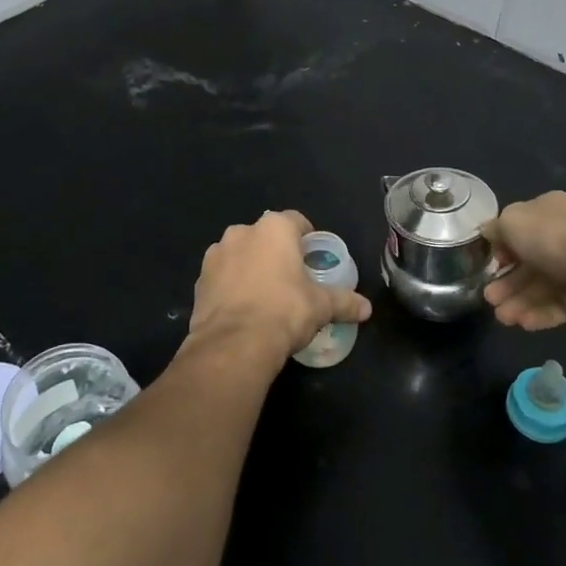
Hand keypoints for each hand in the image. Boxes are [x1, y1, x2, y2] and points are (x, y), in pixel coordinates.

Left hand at [188, 211, 370, 361]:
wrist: (233, 344)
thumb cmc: (284, 311)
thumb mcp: (321, 307)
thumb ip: (344, 302)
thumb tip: (366, 308)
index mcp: (274, 228)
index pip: (296, 221)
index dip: (306, 238)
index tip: (312, 259)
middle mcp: (242, 232)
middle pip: (266, 236)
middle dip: (276, 253)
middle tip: (291, 279)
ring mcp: (216, 254)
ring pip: (240, 254)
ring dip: (250, 267)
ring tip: (264, 296)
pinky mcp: (200, 279)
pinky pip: (222, 276)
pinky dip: (231, 286)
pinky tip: (242, 310)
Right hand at [483, 191, 565, 331]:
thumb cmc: (553, 237)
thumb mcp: (512, 222)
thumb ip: (495, 229)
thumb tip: (488, 233)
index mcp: (546, 211)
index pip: (518, 229)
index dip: (501, 248)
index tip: (489, 264)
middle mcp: (562, 236)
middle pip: (527, 263)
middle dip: (506, 282)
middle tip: (489, 299)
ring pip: (542, 287)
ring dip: (519, 302)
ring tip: (503, 318)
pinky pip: (560, 304)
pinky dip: (541, 313)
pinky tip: (524, 324)